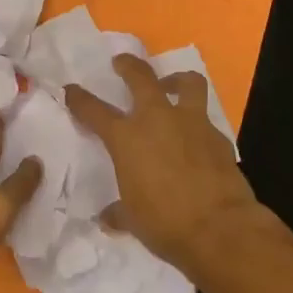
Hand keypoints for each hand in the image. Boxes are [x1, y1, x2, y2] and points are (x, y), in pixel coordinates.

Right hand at [65, 54, 280, 278]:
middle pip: (140, 77)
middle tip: (122, 63)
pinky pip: (206, 121)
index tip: (71, 90)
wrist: (221, 229)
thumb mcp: (133, 219)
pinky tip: (196, 139)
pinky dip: (198, 125)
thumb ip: (119, 212)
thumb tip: (108, 218)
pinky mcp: (219, 138)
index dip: (79, 99)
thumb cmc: (165, 223)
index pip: (94, 110)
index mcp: (126, 138)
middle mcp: (157, 120)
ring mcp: (191, 124)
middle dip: (128, 65)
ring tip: (171, 86)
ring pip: (187, 83)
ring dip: (176, 80)